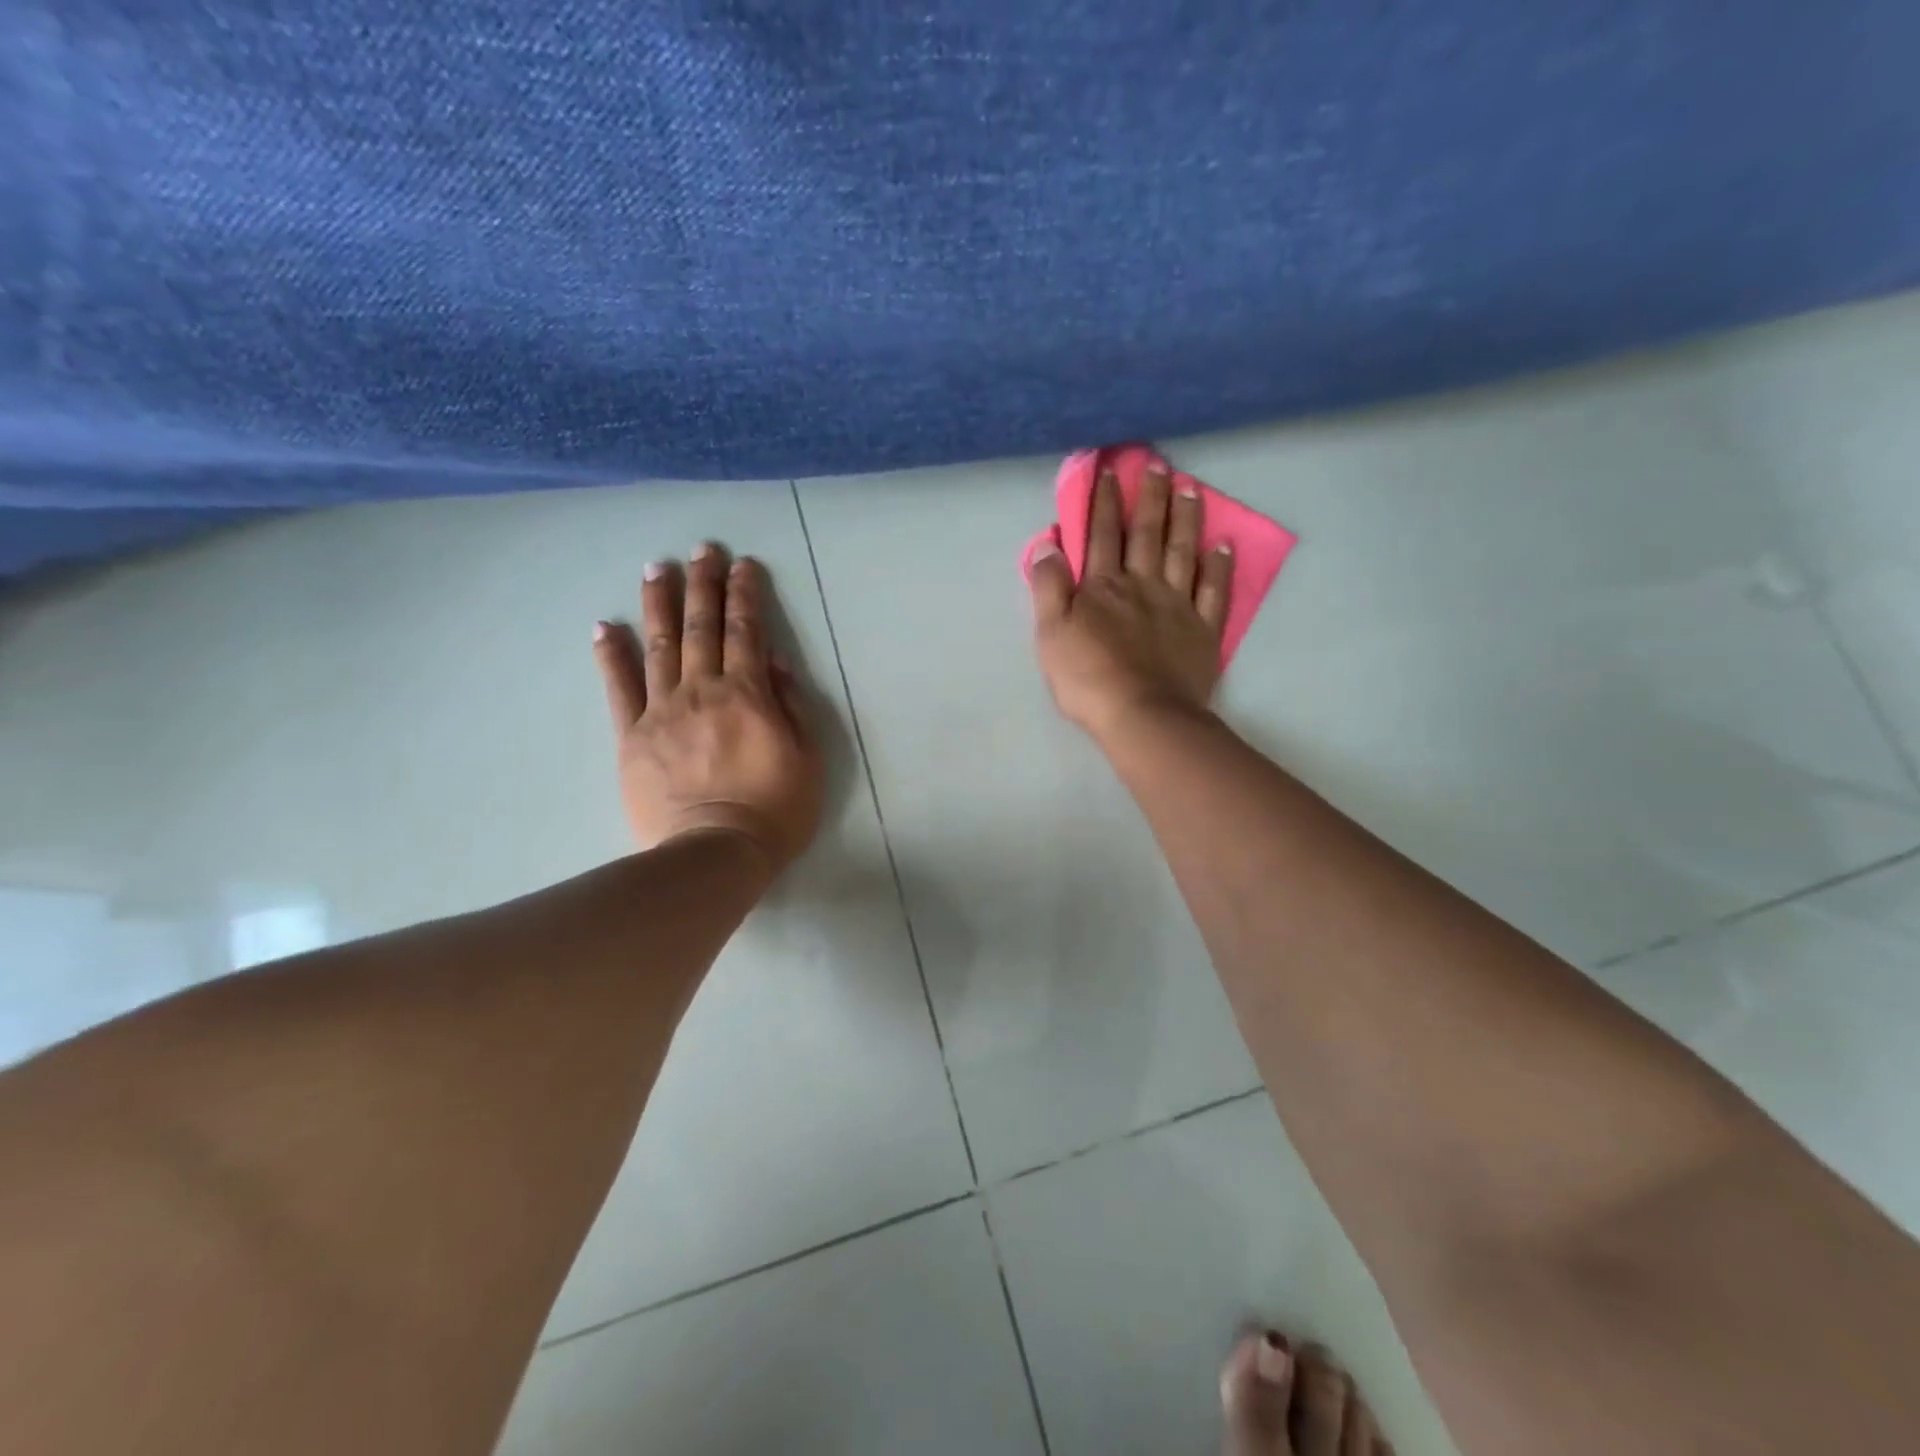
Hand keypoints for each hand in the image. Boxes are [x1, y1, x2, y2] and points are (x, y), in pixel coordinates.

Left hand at [593, 545, 823, 870]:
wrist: (714, 854)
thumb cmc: (774, 811)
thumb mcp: (807, 759)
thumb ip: (791, 705)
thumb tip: (775, 660)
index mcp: (748, 695)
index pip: (746, 632)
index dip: (744, 594)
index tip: (742, 564)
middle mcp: (702, 691)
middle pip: (701, 627)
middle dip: (702, 584)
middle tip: (700, 549)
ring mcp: (661, 712)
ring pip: (658, 645)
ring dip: (658, 603)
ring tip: (656, 568)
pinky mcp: (631, 737)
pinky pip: (618, 688)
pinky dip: (611, 655)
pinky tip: (604, 627)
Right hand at [1029, 462, 1232, 741]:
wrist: (1143, 715)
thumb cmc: (1088, 679)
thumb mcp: (1051, 634)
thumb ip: (1048, 587)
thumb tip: (1047, 544)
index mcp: (1103, 587)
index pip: (1101, 536)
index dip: (1103, 502)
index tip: (1109, 470)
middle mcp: (1142, 585)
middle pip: (1146, 534)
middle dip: (1150, 497)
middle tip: (1158, 463)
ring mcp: (1177, 605)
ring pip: (1182, 552)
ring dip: (1186, 518)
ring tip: (1190, 487)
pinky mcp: (1203, 631)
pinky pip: (1214, 592)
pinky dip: (1219, 567)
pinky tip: (1223, 546)